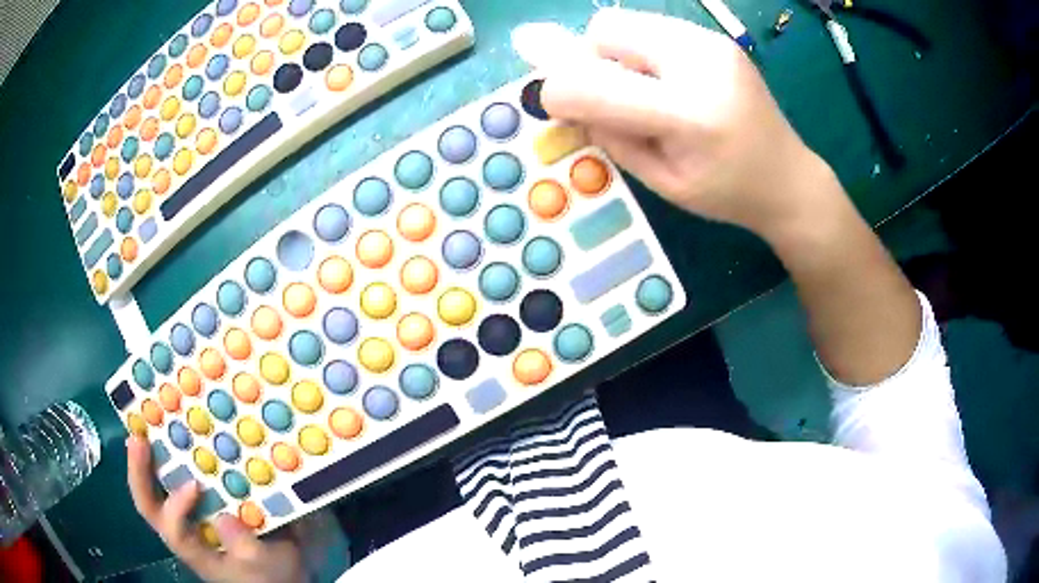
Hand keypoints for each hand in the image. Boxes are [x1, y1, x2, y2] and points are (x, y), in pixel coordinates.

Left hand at [126, 437, 305, 582]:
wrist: (274, 577)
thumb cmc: (267, 575)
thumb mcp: (263, 565)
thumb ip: (245, 547)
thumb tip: (225, 518)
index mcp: (194, 549)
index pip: (173, 529)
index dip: (176, 506)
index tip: (196, 486)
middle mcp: (182, 530)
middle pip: (149, 505)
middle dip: (139, 472)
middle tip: (138, 438)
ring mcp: (185, 516)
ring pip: (154, 489)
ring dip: (146, 459)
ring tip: (145, 428)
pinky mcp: (195, 504)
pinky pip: (171, 479)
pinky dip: (165, 457)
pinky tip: (171, 437)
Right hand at [520, 8, 837, 240]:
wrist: (790, 178)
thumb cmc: (727, 193)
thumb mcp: (662, 182)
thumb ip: (610, 136)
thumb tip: (565, 98)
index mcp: (690, 115)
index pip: (594, 84)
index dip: (559, 93)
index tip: (561, 111)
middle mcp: (701, 62)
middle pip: (605, 29)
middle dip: (590, 61)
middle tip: (614, 97)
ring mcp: (711, 41)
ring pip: (625, 21)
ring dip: (615, 53)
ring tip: (645, 90)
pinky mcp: (715, 36)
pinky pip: (651, 27)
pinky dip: (639, 50)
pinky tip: (666, 81)